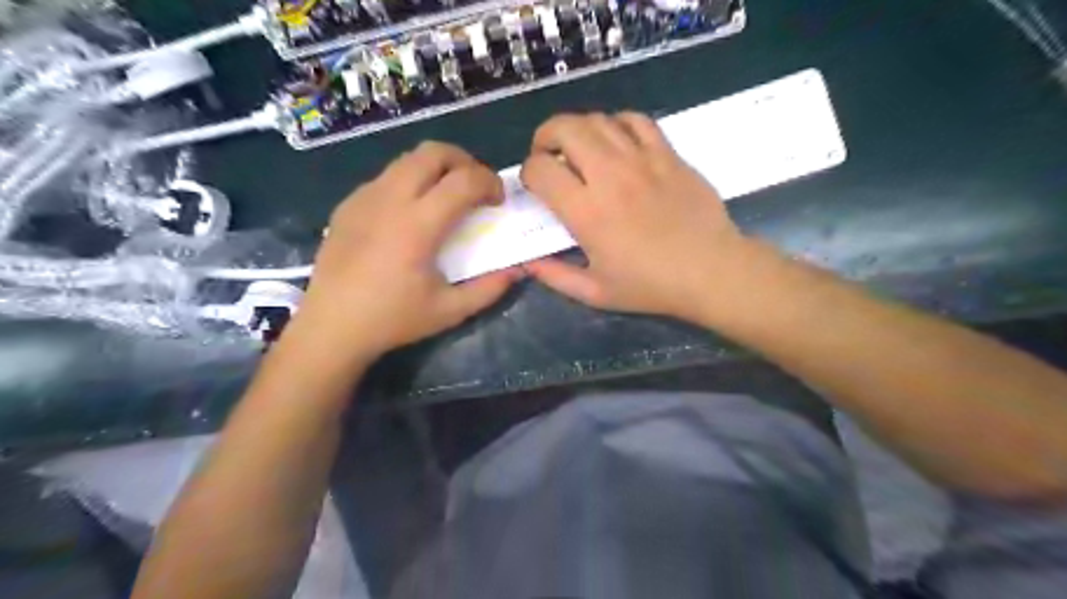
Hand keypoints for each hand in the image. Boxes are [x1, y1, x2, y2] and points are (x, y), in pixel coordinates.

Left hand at [293, 143, 522, 363]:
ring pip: (407, 159)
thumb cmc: (393, 320)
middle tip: (475, 188)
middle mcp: (391, 199)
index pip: (464, 180)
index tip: (498, 201)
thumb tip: (518, 270)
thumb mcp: (450, 311)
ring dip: (436, 169)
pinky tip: (410, 214)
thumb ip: (490, 288)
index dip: (490, 183)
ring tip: (446, 197)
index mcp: (418, 225)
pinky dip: (410, 182)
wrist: (331, 327)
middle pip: (433, 152)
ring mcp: (365, 197)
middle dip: (464, 162)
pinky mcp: (348, 204)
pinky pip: (386, 177)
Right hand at [521, 112, 751, 325]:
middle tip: (547, 154)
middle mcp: (610, 176)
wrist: (711, 271)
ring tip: (578, 148)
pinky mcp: (668, 154)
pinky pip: (636, 120)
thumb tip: (527, 263)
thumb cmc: (651, 286)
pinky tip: (616, 141)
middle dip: (545, 136)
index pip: (541, 169)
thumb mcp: (596, 293)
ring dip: (578, 129)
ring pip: (598, 120)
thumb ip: (556, 276)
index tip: (535, 185)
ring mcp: (642, 160)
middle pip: (565, 129)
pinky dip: (617, 123)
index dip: (528, 172)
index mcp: (587, 212)